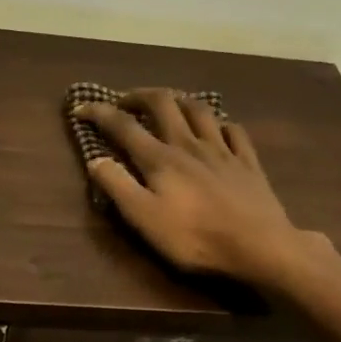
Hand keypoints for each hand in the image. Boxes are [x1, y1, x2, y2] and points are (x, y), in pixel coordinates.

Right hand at [73, 89, 322, 288]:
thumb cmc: (195, 238)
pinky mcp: (248, 163)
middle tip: (125, 101)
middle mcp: (190, 145)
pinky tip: (218, 128)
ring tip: (169, 103)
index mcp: (161, 159)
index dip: (100, 113)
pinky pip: (234, 130)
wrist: (259, 246)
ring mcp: (223, 151)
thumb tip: (96, 159)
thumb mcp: (145, 219)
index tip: (81, 108)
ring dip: (179, 100)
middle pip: (163, 104)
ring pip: (199, 110)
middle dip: (140, 96)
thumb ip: (118, 187)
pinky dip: (220, 123)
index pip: (124, 126)